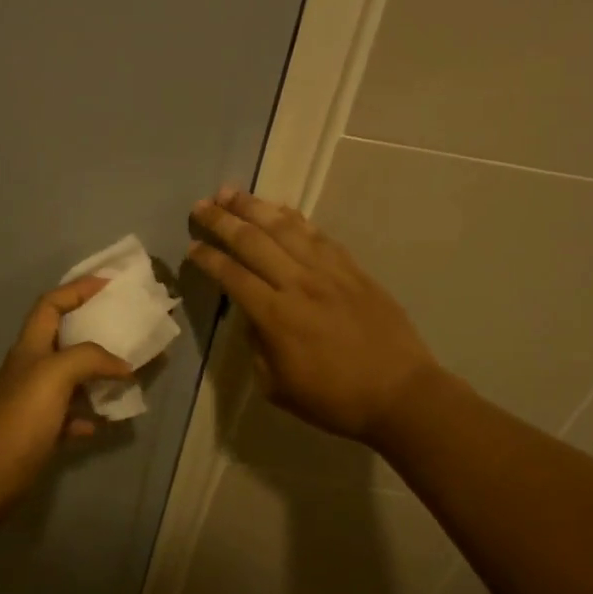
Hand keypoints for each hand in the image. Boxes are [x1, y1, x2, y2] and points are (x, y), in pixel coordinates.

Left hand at [0, 278, 137, 513]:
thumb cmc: (20, 415)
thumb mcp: (55, 374)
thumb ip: (90, 358)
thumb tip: (124, 365)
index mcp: (31, 347)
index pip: (51, 304)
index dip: (77, 289)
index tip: (109, 285)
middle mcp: (32, 369)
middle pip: (65, 339)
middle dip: (97, 332)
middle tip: (130, 331)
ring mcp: (35, 402)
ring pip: (72, 380)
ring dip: (99, 376)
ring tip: (130, 376)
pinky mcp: (40, 433)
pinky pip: (70, 418)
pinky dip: (89, 415)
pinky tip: (106, 421)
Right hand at [188, 188, 442, 445]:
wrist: (400, 393)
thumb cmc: (335, 400)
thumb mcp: (278, 387)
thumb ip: (257, 347)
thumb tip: (251, 317)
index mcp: (275, 316)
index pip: (232, 276)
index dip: (208, 258)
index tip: (191, 247)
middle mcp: (298, 284)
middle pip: (253, 241)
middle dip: (222, 221)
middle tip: (200, 206)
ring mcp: (329, 272)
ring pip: (284, 228)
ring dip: (254, 207)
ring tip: (231, 193)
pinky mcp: (353, 269)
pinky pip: (318, 235)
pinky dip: (294, 217)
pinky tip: (279, 208)